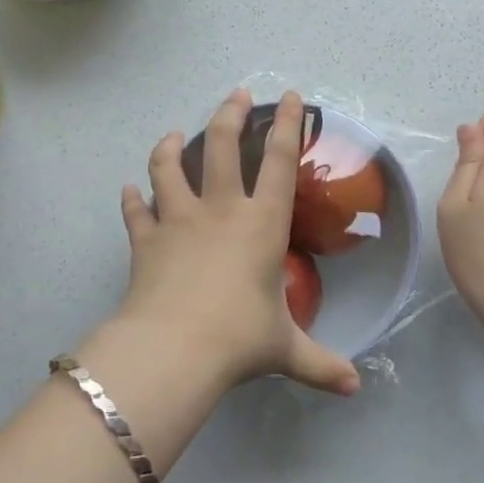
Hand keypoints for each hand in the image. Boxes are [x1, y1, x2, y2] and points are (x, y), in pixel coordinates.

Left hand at [110, 90, 361, 396]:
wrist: (173, 349)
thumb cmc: (238, 339)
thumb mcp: (285, 350)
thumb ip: (320, 363)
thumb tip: (354, 387)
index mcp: (261, 224)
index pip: (280, 162)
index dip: (288, 125)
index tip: (291, 97)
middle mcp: (220, 210)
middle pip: (223, 146)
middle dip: (231, 114)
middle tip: (236, 95)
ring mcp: (178, 220)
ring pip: (170, 167)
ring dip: (170, 146)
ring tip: (173, 135)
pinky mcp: (145, 239)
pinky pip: (135, 211)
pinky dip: (132, 199)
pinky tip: (129, 191)